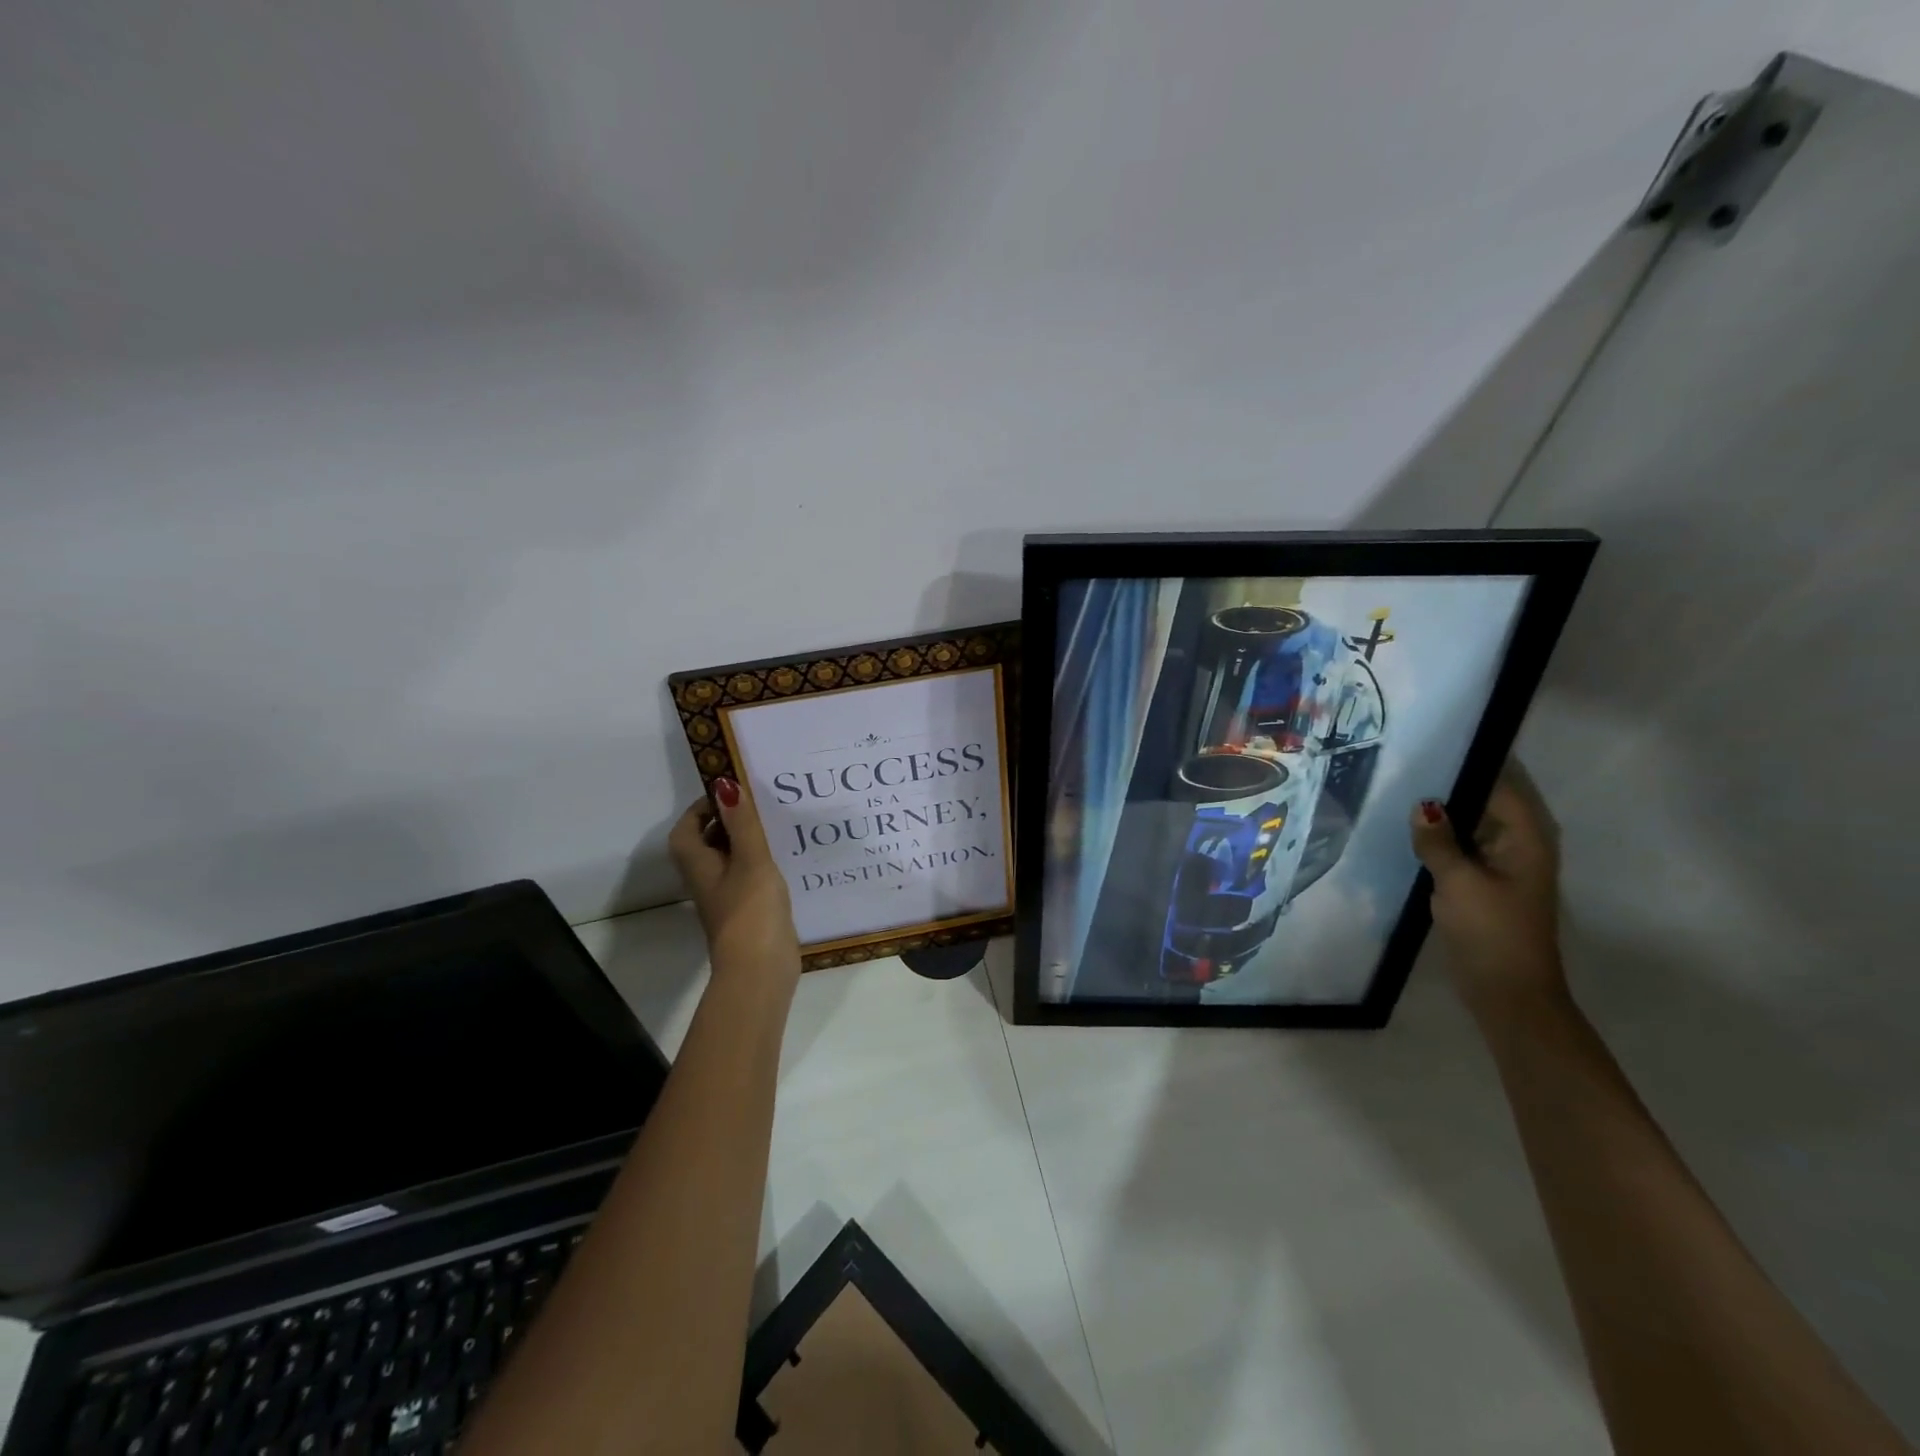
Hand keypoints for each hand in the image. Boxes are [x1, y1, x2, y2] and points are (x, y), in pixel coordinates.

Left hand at [669, 779, 800, 985]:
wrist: (760, 969)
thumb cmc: (751, 910)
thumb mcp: (750, 859)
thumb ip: (741, 823)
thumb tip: (725, 784)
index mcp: (698, 865)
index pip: (686, 829)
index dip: (701, 809)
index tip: (729, 794)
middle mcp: (706, 881)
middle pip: (706, 844)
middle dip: (727, 822)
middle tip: (757, 806)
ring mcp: (726, 899)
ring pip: (729, 861)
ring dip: (745, 843)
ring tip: (775, 826)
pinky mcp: (746, 913)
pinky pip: (747, 878)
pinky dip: (760, 865)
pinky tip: (785, 860)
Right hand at [1410, 765, 1566, 1015]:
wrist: (1508, 992)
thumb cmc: (1491, 931)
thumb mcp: (1458, 881)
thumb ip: (1437, 840)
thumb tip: (1422, 806)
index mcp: (1526, 838)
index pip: (1499, 784)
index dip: (1467, 764)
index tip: (1429, 746)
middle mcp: (1518, 845)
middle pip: (1484, 802)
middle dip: (1447, 786)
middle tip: (1402, 765)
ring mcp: (1501, 865)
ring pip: (1468, 825)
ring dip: (1440, 815)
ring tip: (1397, 791)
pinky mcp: (1483, 883)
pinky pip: (1460, 848)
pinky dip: (1439, 839)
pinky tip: (1406, 831)